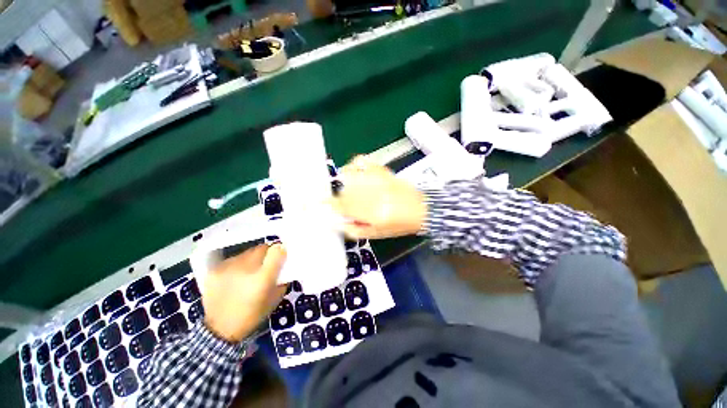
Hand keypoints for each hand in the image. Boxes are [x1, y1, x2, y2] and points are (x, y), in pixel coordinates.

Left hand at [200, 244, 286, 342]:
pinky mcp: (215, 270)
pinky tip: (235, 277)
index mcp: (262, 277)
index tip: (281, 255)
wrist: (219, 330)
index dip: (280, 250)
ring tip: (249, 272)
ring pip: (247, 252)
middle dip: (267, 254)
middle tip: (266, 265)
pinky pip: (233, 259)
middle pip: (262, 248)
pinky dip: (238, 265)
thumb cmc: (252, 316)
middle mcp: (245, 268)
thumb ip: (282, 279)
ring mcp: (227, 267)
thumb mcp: (275, 299)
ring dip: (252, 259)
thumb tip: (284, 265)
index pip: (276, 250)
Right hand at [331, 156, 427, 238]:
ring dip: (344, 182)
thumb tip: (338, 222)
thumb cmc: (399, 225)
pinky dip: (354, 164)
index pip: (343, 206)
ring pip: (351, 176)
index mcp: (372, 212)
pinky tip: (353, 170)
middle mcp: (373, 194)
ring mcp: (378, 180)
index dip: (328, 204)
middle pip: (345, 192)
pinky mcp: (383, 171)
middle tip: (343, 203)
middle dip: (339, 198)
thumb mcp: (376, 234)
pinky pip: (364, 161)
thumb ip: (354, 229)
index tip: (319, 203)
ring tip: (348, 188)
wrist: (421, 210)